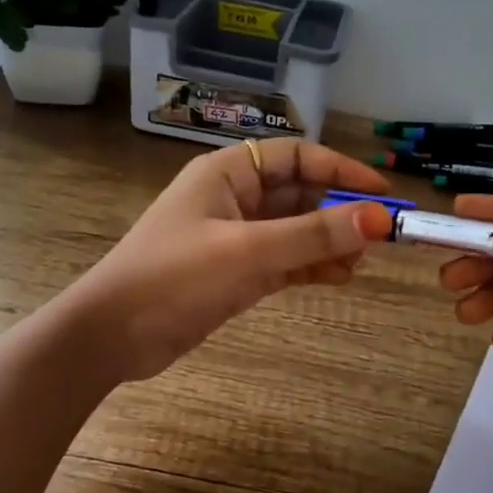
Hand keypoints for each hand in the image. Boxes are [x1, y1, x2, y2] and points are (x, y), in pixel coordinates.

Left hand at [65, 139, 394, 382]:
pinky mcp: (238, 273)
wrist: (111, 336)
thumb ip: (312, 235)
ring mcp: (237, 238)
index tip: (381, 194)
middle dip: (339, 211)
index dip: (341, 171)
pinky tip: (340, 278)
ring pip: (297, 230)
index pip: (297, 157)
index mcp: (228, 173)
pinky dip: (313, 267)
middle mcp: (235, 198)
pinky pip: (287, 261)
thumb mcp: (246, 251)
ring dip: (330, 242)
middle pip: (301, 193)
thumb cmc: (172, 278)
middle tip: (379, 236)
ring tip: (360, 263)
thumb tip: (379, 219)